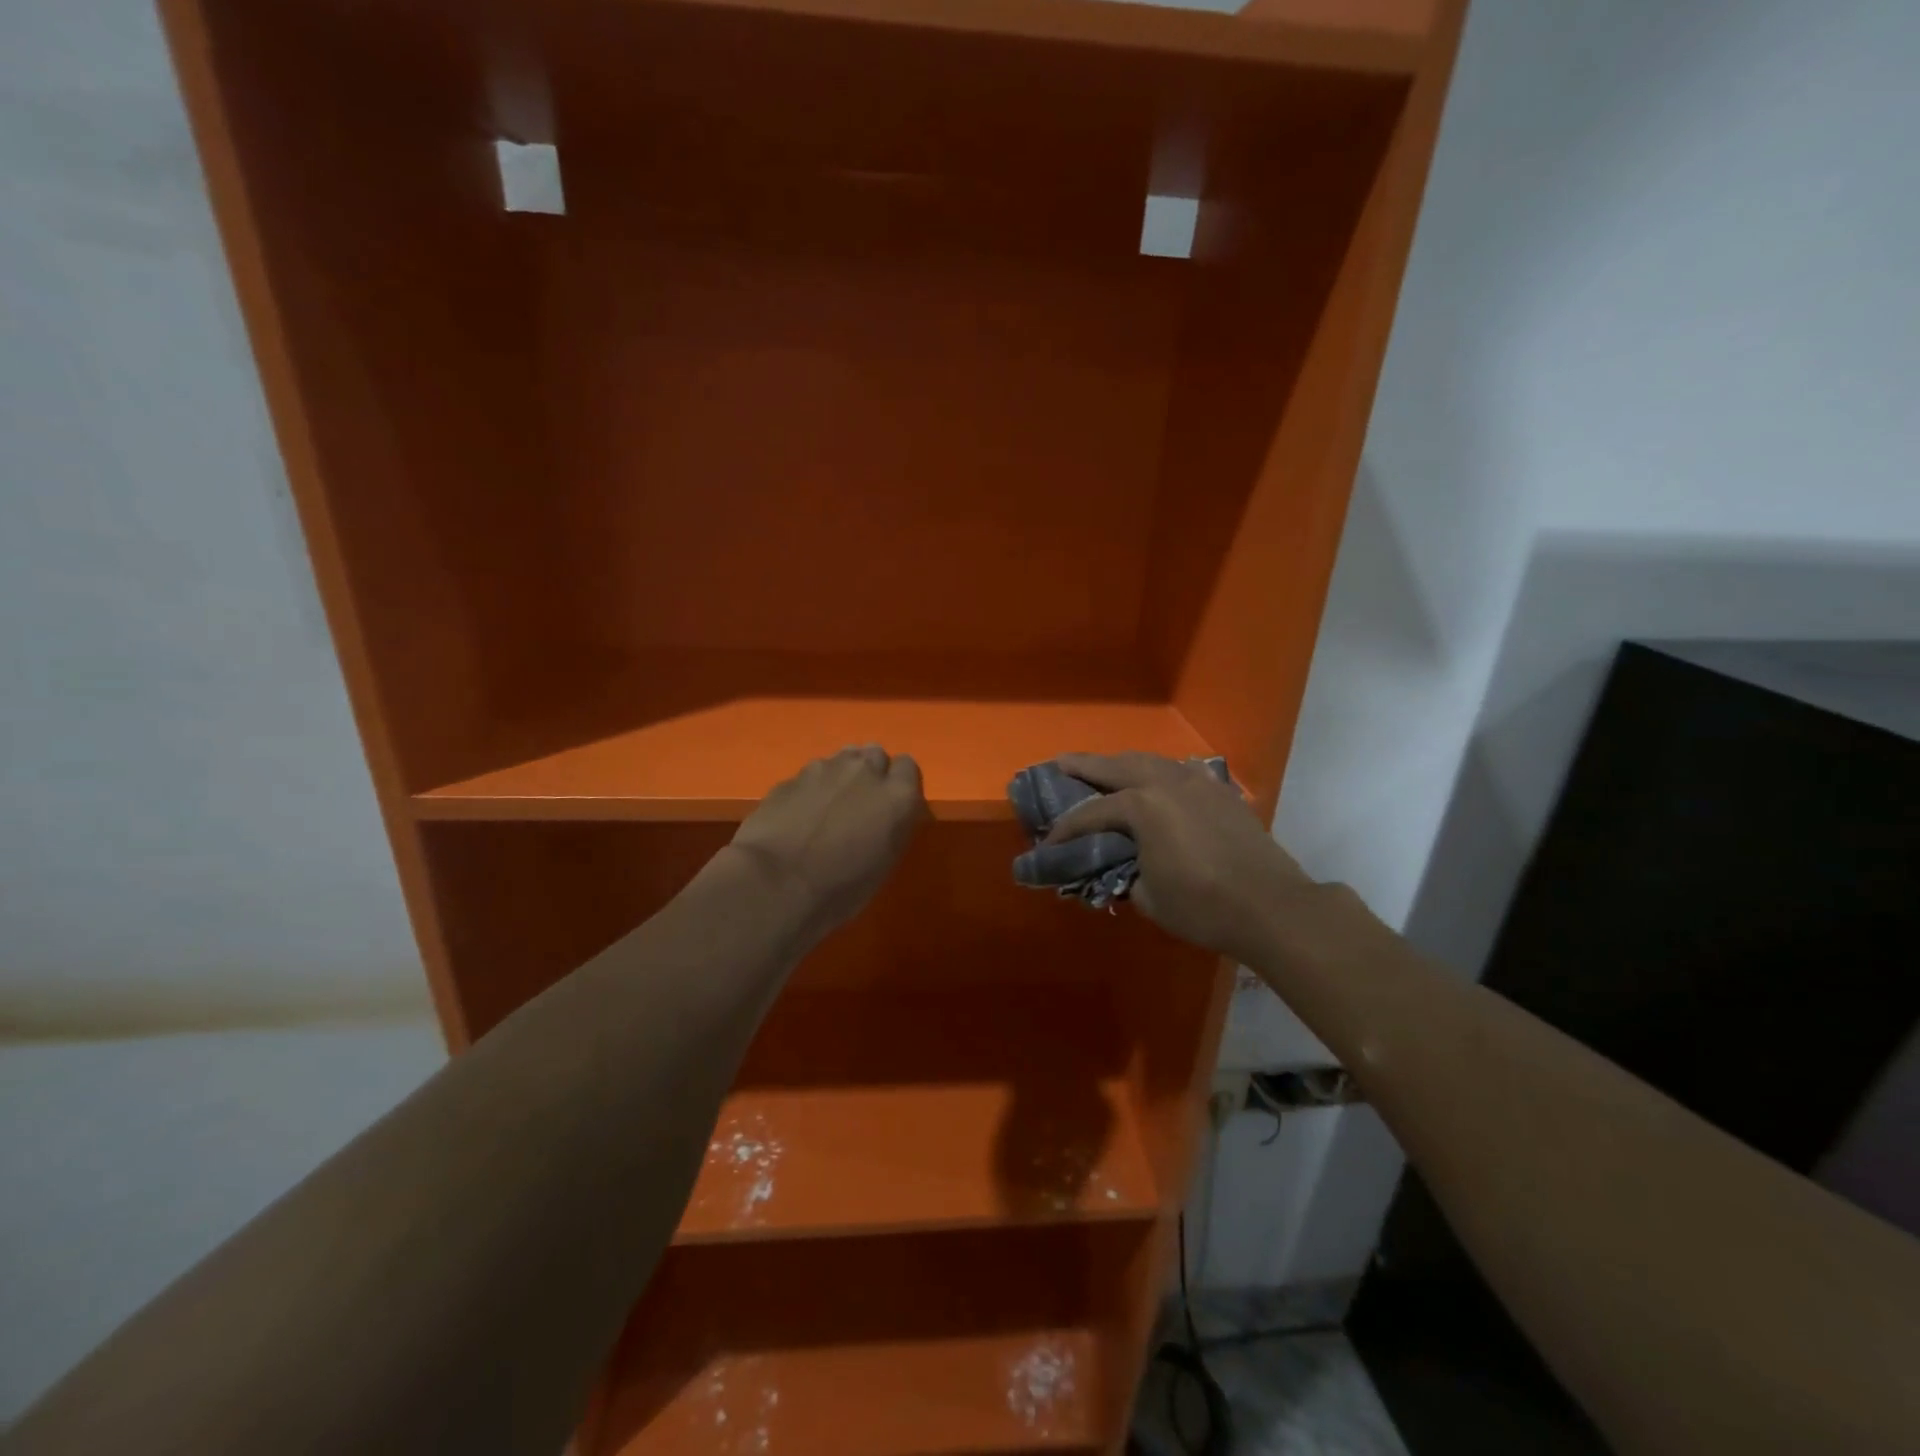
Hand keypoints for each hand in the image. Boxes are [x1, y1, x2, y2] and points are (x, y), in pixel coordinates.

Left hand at [729, 746, 926, 938]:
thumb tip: (884, 816)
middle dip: (871, 772)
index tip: (889, 806)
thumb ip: (891, 826)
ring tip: (829, 807)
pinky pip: (809, 776)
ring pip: (841, 758)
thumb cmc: (841, 887)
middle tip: (861, 804)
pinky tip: (798, 816)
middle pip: (875, 754)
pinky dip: (810, 790)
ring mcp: (824, 769)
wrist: (775, 883)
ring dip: (841, 776)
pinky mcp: (791, 777)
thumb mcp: (885, 862)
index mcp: (897, 795)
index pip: (908, 767)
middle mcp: (864, 771)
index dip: (898, 785)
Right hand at [1044, 752, 1317, 962]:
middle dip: (1084, 765)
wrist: (1272, 907)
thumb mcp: (1148, 897)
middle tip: (1060, 764)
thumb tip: (1122, 866)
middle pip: (1116, 766)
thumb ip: (1125, 873)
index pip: (1091, 813)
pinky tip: (1158, 778)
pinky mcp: (1221, 792)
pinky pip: (1182, 771)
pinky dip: (1161, 772)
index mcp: (1142, 806)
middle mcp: (1166, 783)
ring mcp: (1198, 783)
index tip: (1048, 842)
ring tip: (1104, 768)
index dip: (1066, 828)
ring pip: (1151, 761)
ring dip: (1123, 763)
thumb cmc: (1203, 906)